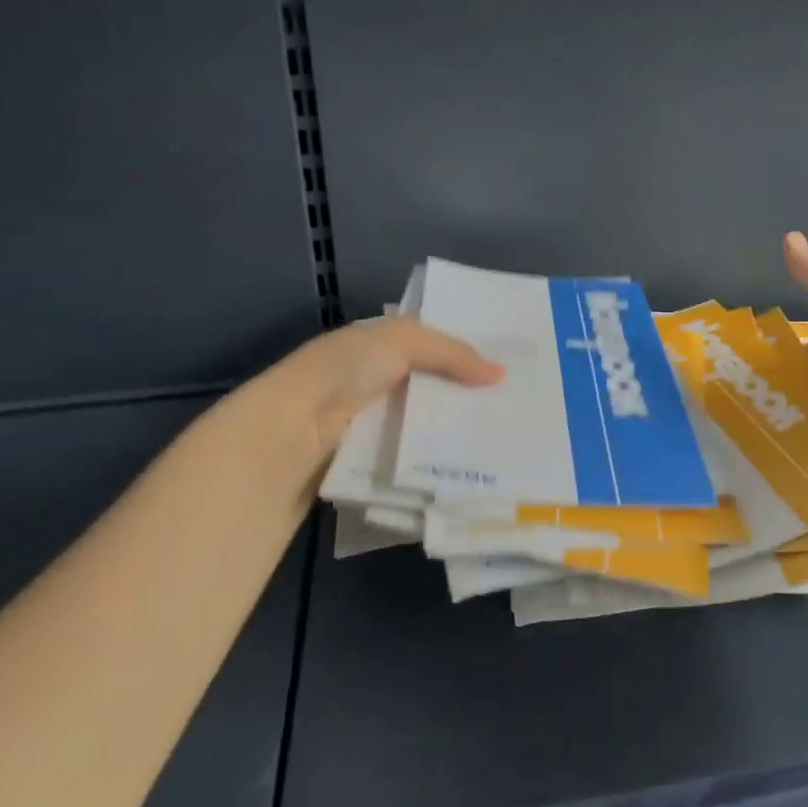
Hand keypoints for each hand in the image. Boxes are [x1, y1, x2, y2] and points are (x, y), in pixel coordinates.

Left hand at [268, 316, 502, 451]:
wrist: (291, 433)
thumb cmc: (345, 371)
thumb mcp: (402, 341)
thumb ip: (452, 352)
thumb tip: (500, 374)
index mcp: (378, 346)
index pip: (431, 346)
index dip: (466, 353)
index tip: (508, 368)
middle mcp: (375, 382)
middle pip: (433, 387)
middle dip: (468, 396)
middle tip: (516, 408)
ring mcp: (371, 424)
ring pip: (426, 426)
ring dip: (455, 432)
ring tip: (505, 441)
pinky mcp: (370, 462)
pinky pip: (413, 458)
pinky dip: (436, 461)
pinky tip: (471, 466)